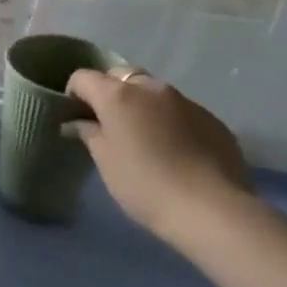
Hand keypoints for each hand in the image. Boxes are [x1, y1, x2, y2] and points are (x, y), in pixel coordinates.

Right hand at [66, 69, 252, 244]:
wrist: (210, 209)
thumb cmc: (143, 183)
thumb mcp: (105, 160)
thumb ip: (89, 133)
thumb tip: (78, 122)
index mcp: (118, 95)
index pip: (84, 77)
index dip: (74, 94)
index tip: (75, 117)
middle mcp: (152, 89)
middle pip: (122, 76)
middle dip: (110, 92)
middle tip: (108, 124)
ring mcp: (186, 101)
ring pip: (154, 92)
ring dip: (142, 106)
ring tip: (144, 139)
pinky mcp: (212, 119)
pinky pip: (181, 111)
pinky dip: (169, 121)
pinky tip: (174, 151)